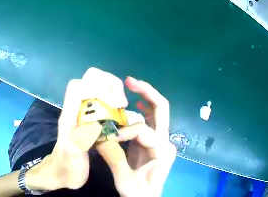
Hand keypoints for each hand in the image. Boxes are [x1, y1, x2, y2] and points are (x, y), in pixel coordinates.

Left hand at [28, 68, 128, 190]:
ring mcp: (83, 113)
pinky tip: (120, 114)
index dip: (99, 87)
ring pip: (97, 86)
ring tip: (122, 108)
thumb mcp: (72, 159)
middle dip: (109, 84)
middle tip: (122, 104)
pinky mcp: (90, 119)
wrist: (59, 175)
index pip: (79, 86)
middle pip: (89, 79)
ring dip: (113, 90)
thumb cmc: (65, 169)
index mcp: (69, 117)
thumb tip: (96, 123)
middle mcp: (75, 110)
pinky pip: (102, 100)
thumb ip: (79, 142)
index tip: (116, 105)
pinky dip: (113, 100)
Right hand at [96, 77, 176, 196]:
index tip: (108, 137)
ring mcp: (162, 140)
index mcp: (163, 150)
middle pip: (162, 109)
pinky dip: (144, 109)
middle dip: (147, 92)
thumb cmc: (139, 193)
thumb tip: (100, 138)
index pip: (143, 131)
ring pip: (157, 112)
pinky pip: (151, 121)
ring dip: (145, 97)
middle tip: (130, 81)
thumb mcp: (125, 180)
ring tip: (130, 86)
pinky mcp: (154, 142)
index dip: (124, 131)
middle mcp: (166, 141)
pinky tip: (136, 103)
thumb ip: (114, 159)